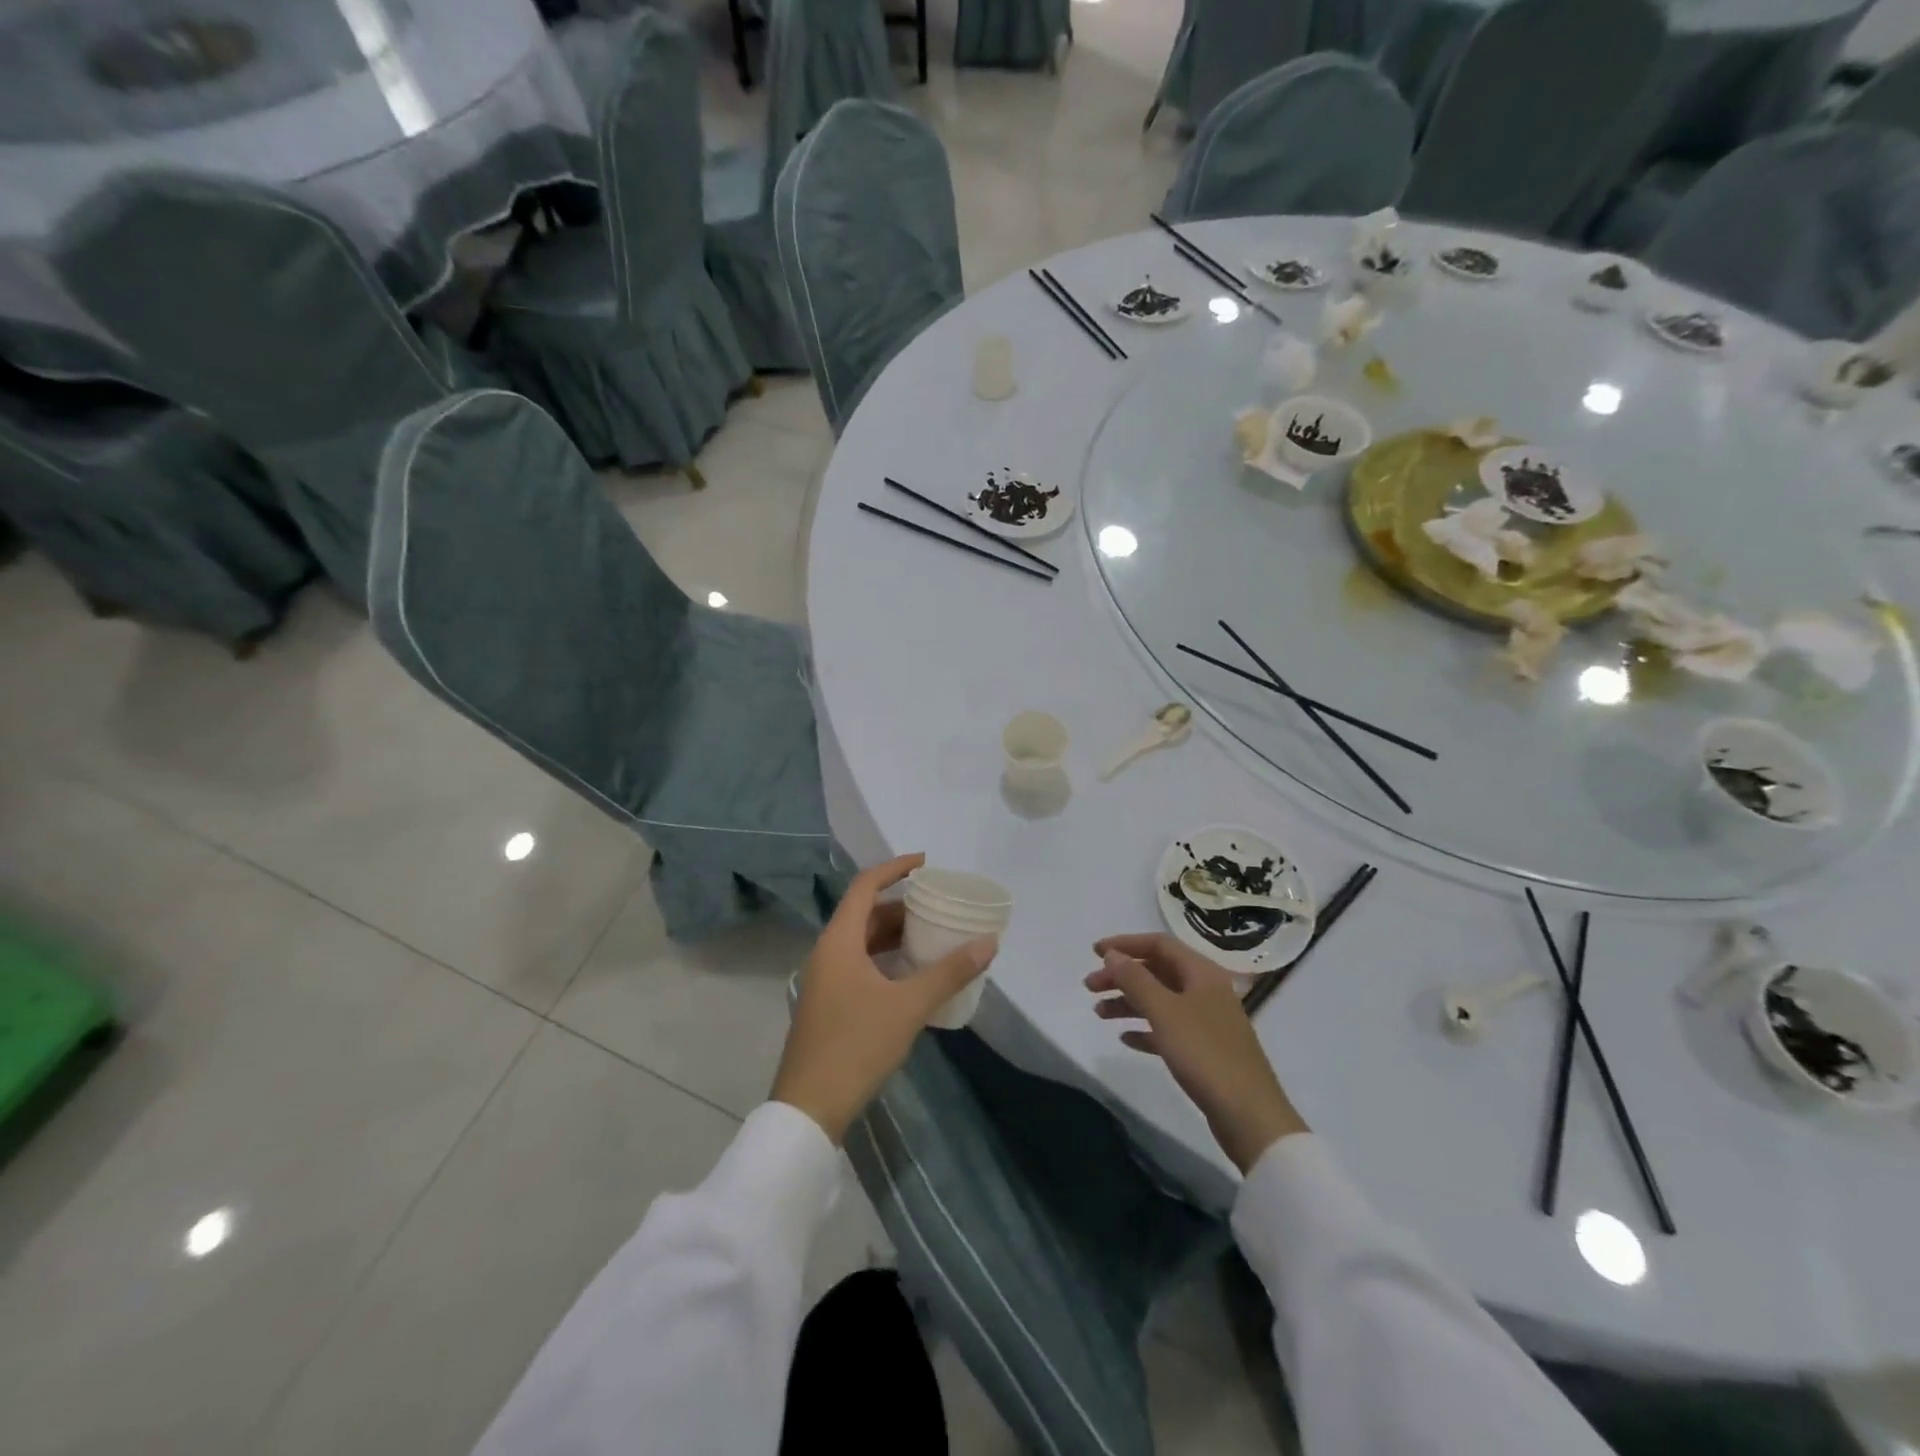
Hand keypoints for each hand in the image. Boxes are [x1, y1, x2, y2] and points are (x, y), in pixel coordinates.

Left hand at [772, 854, 996, 1144]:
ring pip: (862, 942)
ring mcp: (825, 980)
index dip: (895, 868)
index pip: (865, 886)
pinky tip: (912, 976)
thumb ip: (949, 972)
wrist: (809, 1107)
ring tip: (932, 936)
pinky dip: (886, 959)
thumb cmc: (856, 1045)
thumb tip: (988, 943)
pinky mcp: (828, 1004)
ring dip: (894, 935)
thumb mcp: (909, 1006)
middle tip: (938, 906)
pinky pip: (860, 965)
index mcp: (839, 941)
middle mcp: (827, 952)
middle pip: (865, 914)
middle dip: (901, 906)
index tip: (926, 863)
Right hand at [1086, 933, 1306, 1173]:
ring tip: (1098, 1014)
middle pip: (1157, 971)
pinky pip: (1168, 1029)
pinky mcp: (1205, 1050)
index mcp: (1202, 973)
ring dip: (1128, 1002)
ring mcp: (1207, 1021)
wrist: (1249, 1116)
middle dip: (1122, 976)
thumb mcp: (1165, 1012)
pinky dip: (1145, 1028)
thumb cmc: (1205, 1054)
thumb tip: (1112, 955)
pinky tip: (1125, 1038)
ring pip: (1161, 1000)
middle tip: (1089, 987)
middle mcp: (1206, 990)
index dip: (1125, 944)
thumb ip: (1135, 979)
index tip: (1094, 953)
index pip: (1159, 944)